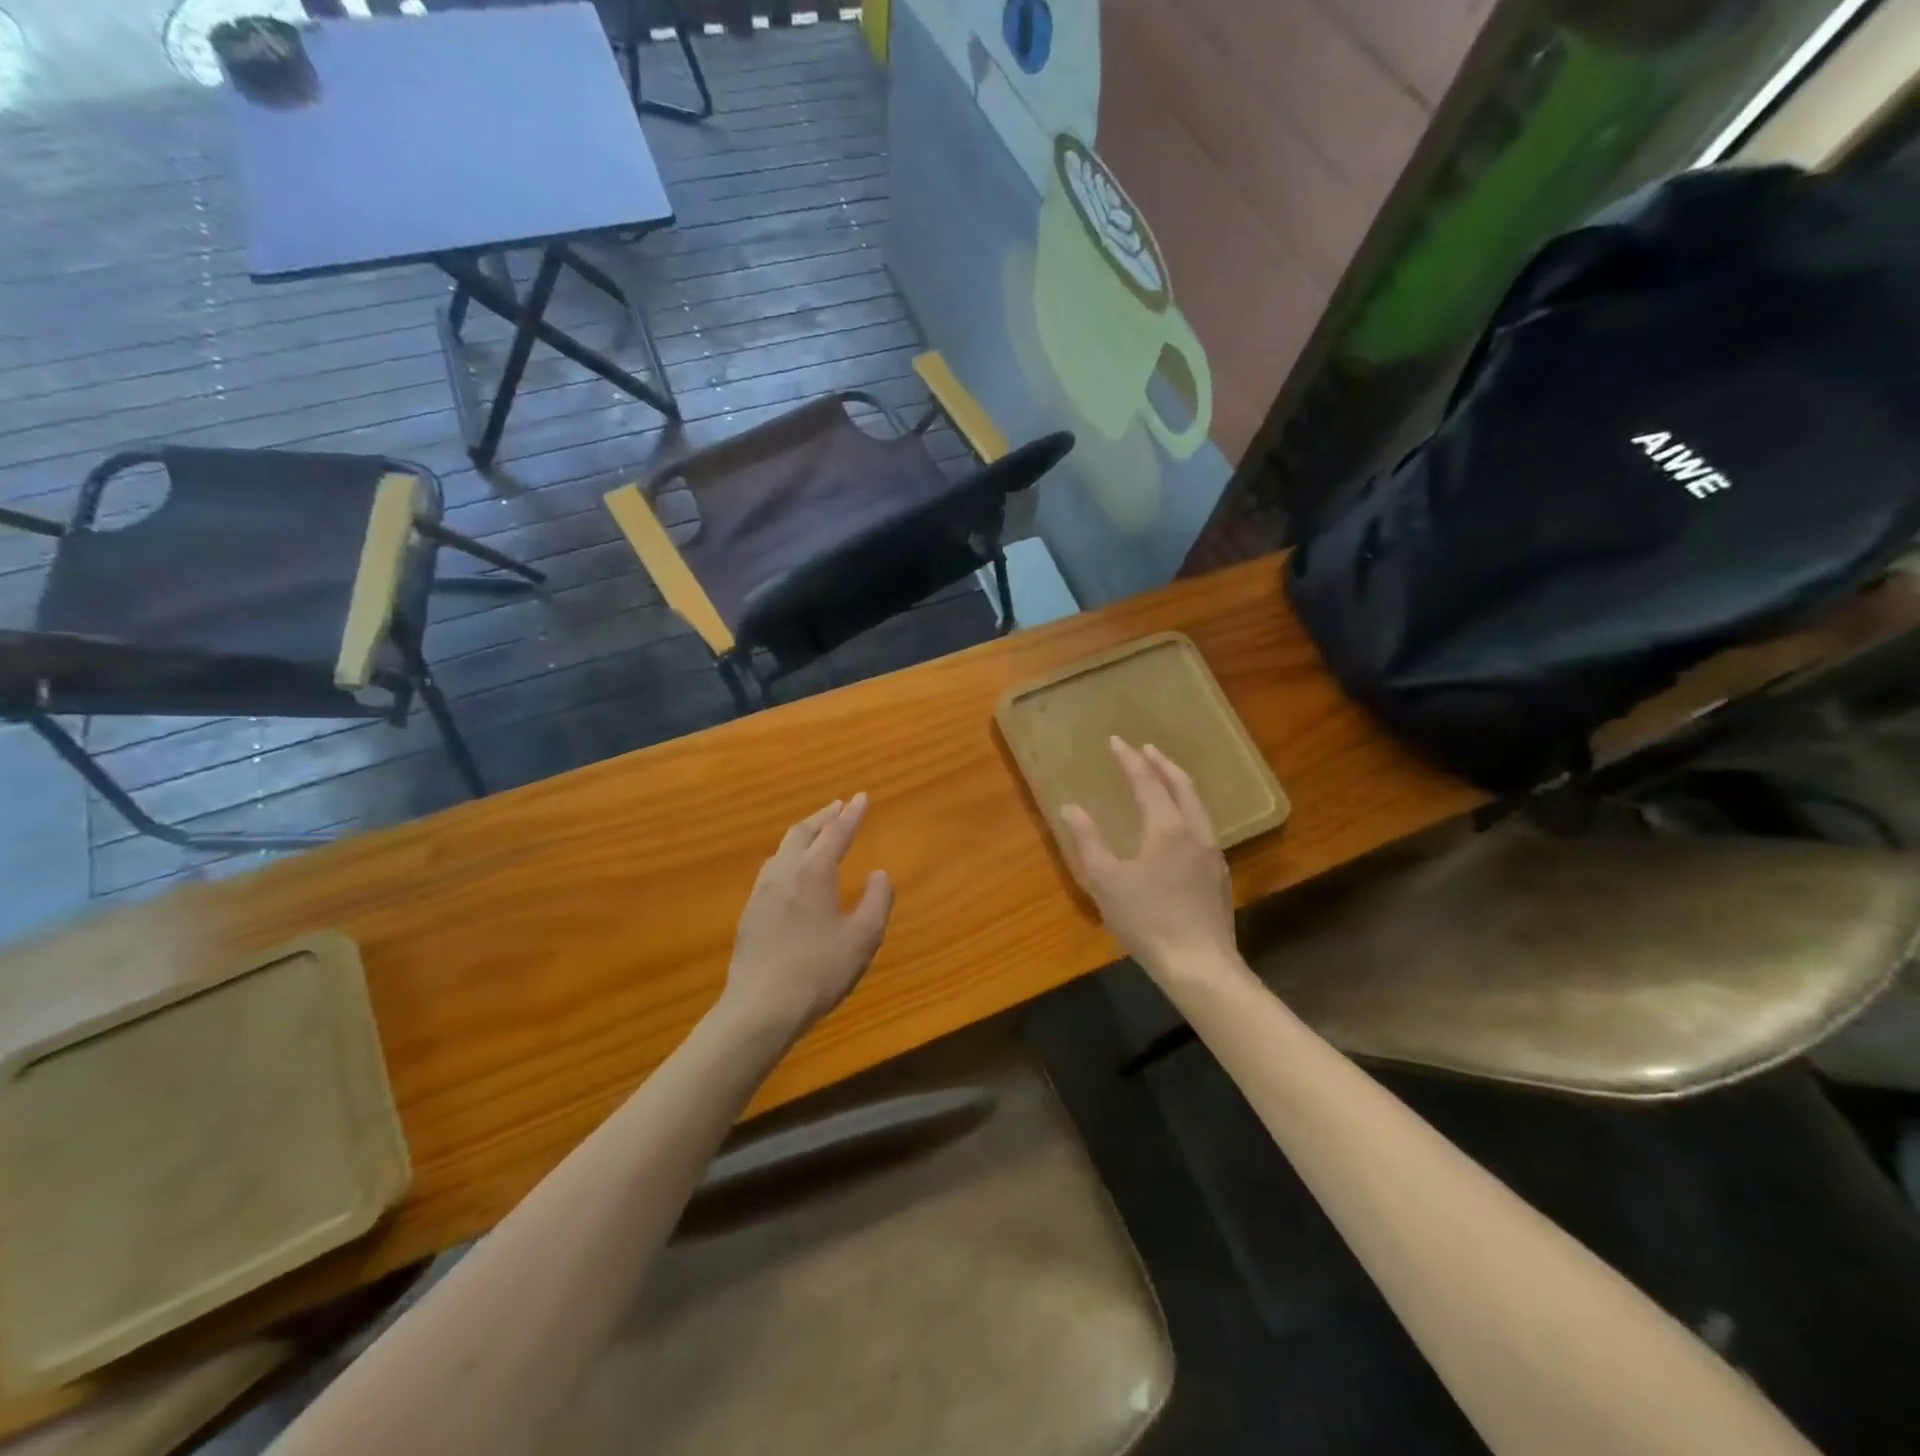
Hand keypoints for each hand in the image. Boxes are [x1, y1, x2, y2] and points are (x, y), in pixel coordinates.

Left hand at [721, 794, 894, 1041]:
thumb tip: (879, 874)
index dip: (852, 814)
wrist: (760, 1008)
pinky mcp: (750, 913)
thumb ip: (876, 901)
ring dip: (803, 834)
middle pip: (803, 833)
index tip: (862, 797)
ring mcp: (762, 892)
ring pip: (783, 849)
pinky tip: (791, 872)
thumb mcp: (863, 938)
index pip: (836, 833)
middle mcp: (784, 873)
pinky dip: (789, 856)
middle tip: (839, 806)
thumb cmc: (819, 971)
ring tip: (816, 833)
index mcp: (813, 872)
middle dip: (824, 817)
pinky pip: (772, 869)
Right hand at [1062, 739, 1237, 983]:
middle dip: (1162, 763)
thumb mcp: (1106, 881)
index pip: (1147, 782)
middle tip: (1146, 749)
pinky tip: (1179, 822)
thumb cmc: (1147, 921)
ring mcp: (1212, 853)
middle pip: (1181, 786)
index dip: (1130, 760)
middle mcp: (1194, 832)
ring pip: (1197, 805)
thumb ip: (1088, 841)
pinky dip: (1187, 807)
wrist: (1199, 965)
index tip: (1116, 741)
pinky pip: (1202, 825)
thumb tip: (1071, 809)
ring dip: (1178, 784)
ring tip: (1164, 776)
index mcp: (1167, 828)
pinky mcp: (1218, 874)